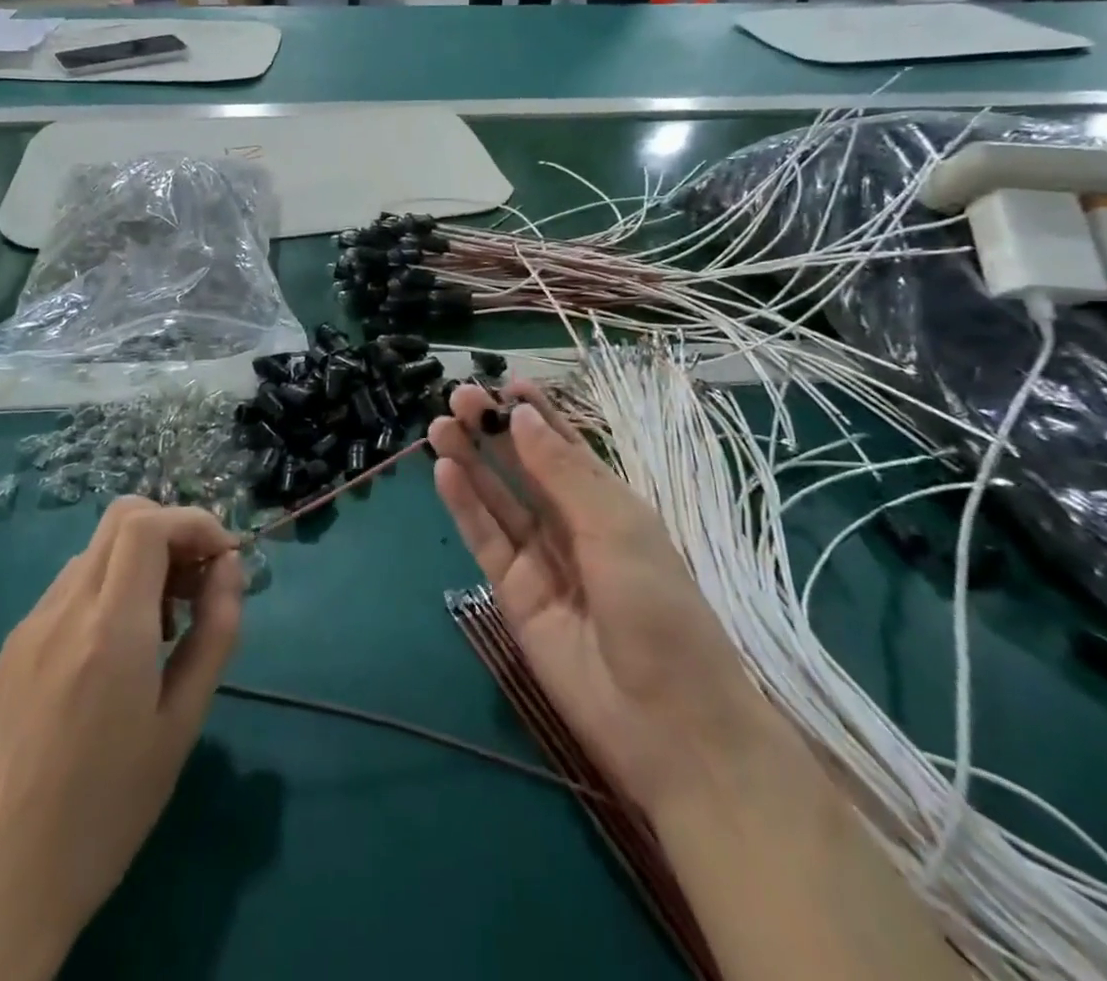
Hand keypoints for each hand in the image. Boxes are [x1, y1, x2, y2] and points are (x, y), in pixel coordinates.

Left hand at [0, 498, 244, 980]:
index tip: (226, 559)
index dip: (196, 523)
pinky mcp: (12, 647)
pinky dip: (111, 587)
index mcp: (110, 628)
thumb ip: (214, 632)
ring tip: (165, 626)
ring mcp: (30, 625)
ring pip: (97, 549)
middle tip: (200, 584)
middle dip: (173, 532)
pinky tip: (120, 650)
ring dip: (142, 560)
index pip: (150, 524)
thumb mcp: (182, 723)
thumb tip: (230, 569)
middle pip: (122, 517)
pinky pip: (72, 586)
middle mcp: (64, 609)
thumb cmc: (107, 809)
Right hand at [428, 382, 772, 821]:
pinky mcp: (514, 595)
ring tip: (438, 425)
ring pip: (498, 499)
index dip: (537, 413)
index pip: (565, 446)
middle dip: (493, 430)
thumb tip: (521, 416)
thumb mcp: (617, 529)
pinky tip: (444, 471)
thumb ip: (563, 473)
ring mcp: (541, 560)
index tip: (504, 382)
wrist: (668, 725)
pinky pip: (485, 540)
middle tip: (457, 395)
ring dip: (470, 461)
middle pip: (524, 466)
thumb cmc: (659, 610)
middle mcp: (571, 524)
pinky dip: (464, 506)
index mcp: (609, 503)